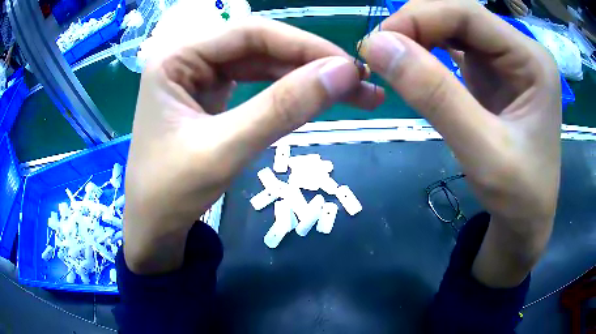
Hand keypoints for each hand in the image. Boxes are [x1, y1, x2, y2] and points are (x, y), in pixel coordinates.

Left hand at [124, 17, 383, 273]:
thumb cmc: (170, 193)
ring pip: (264, 64)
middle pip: (261, 46)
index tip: (349, 66)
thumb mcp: (225, 150)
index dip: (304, 45)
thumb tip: (344, 73)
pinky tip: (316, 98)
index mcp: (177, 57)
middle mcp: (188, 57)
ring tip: (353, 92)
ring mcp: (201, 76)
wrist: (153, 227)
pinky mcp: (212, 96)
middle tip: (360, 82)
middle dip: (312, 63)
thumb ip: (283, 108)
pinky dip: (289, 92)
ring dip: (307, 77)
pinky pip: (257, 84)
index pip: (251, 33)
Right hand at [359, 0, 560, 286]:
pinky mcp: (493, 73)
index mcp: (531, 60)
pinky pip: (456, 47)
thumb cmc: (518, 196)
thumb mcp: (482, 153)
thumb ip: (436, 96)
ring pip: (454, 28)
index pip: (468, 13)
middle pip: (459, 15)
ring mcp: (507, 59)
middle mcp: (520, 50)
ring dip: (419, 37)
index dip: (419, 16)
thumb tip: (377, 45)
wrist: (526, 220)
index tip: (378, 42)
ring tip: (392, 59)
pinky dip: (428, 51)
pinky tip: (415, 66)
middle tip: (380, 52)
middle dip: (416, 25)